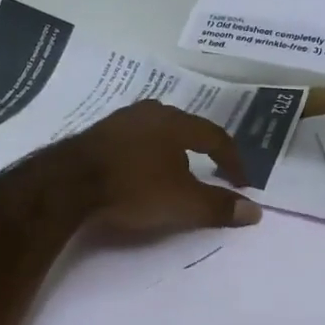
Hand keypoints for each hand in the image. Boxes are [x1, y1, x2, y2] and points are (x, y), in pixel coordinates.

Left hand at [58, 102, 262, 235]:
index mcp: (176, 122)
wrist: (68, 183)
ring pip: (156, 132)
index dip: (232, 159)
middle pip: (185, 128)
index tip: (241, 182)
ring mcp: (120, 120)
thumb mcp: (183, 203)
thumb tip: (256, 211)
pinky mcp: (96, 134)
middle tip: (208, 171)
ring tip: (174, 173)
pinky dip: (145, 155)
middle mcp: (150, 112)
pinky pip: (132, 141)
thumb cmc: (134, 187)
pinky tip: (138, 172)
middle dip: (200, 150)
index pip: (215, 136)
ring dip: (170, 151)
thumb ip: (219, 206)